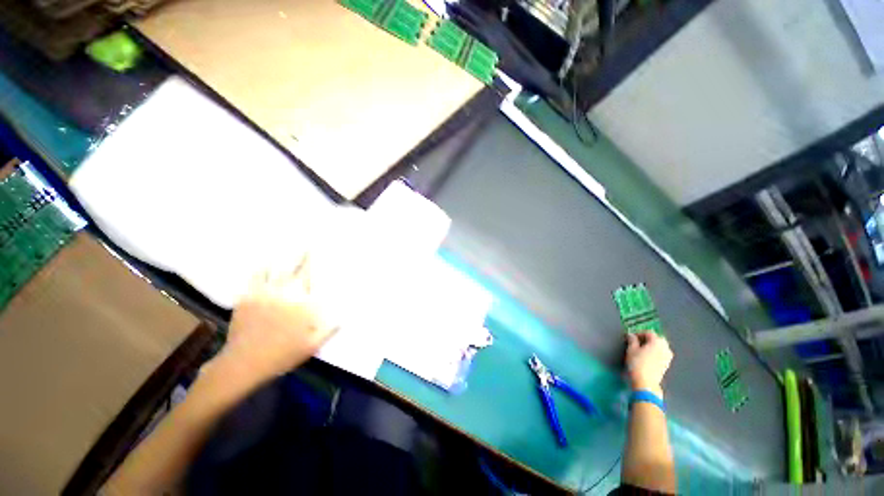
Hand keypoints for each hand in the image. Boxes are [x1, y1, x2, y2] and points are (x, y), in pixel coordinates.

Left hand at [211, 254, 337, 385]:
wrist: (244, 363)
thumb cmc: (283, 354)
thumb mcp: (313, 345)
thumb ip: (329, 328)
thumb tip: (344, 314)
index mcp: (303, 303)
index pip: (311, 278)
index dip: (314, 263)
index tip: (319, 252)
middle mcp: (285, 293)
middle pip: (295, 268)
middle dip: (302, 254)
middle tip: (307, 243)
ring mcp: (264, 293)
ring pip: (275, 269)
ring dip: (282, 257)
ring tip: (287, 245)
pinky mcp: (247, 298)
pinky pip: (254, 277)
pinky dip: (260, 268)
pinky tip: (263, 261)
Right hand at [625, 332, 672, 395]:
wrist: (646, 382)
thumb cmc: (637, 364)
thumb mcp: (631, 350)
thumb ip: (632, 340)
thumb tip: (631, 335)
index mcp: (657, 342)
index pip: (649, 333)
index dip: (639, 333)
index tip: (632, 336)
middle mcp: (665, 348)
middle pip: (658, 339)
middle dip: (649, 338)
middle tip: (638, 341)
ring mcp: (668, 357)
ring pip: (662, 346)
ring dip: (654, 345)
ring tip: (643, 348)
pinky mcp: (667, 364)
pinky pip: (663, 353)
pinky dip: (657, 352)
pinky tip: (648, 356)